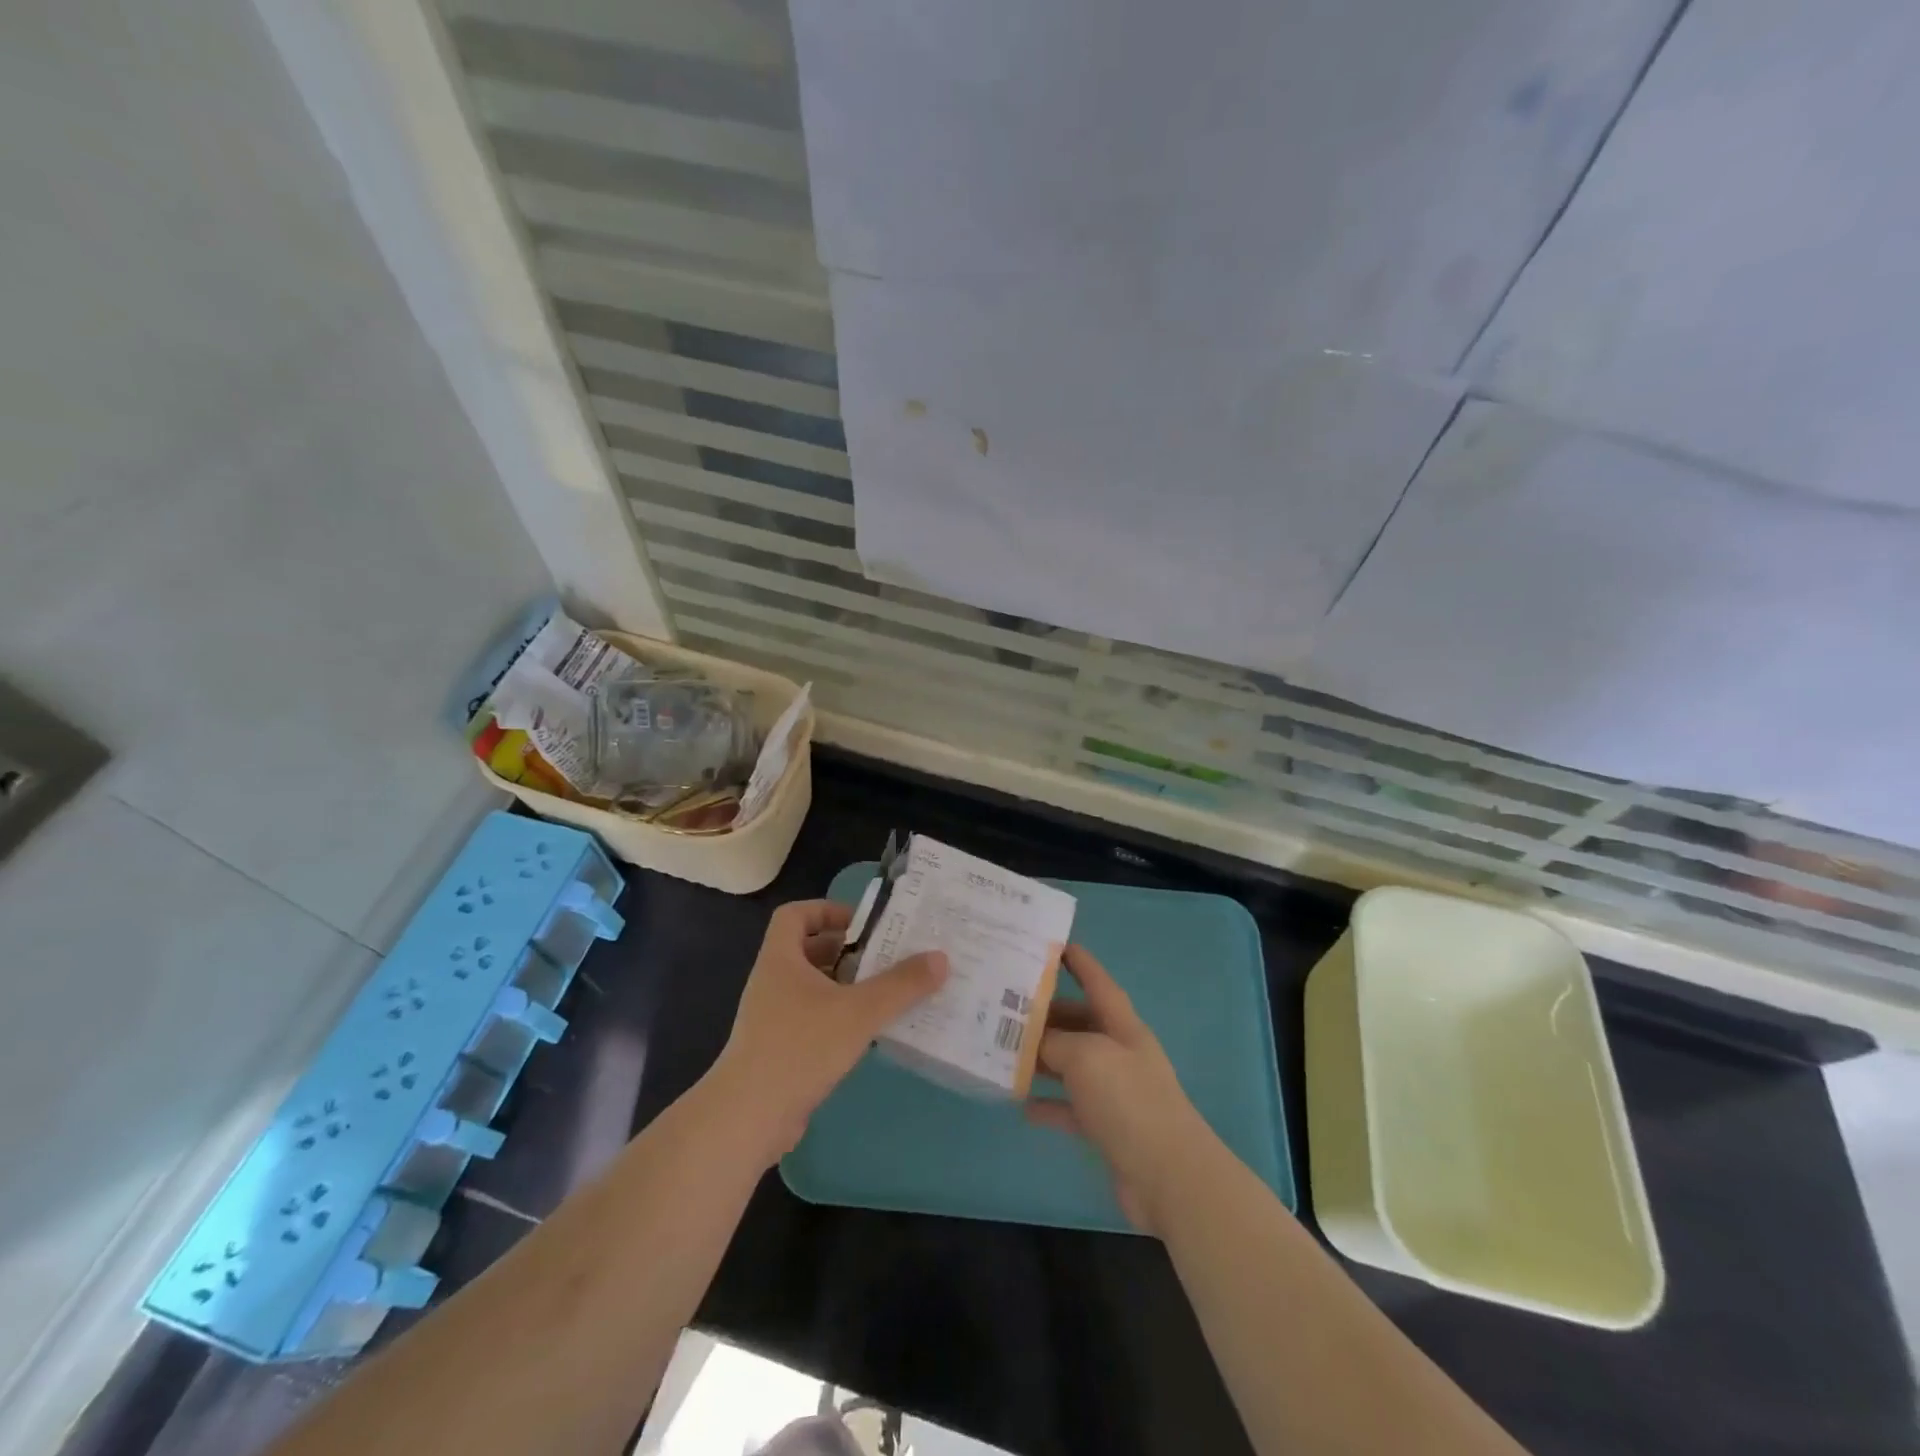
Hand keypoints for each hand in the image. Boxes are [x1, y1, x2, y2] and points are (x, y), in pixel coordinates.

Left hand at [712, 899, 947, 1159]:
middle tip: (885, 956)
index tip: (861, 924)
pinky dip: (839, 1018)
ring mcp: (772, 1018)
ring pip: (813, 988)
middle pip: (808, 951)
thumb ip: (901, 984)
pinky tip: (868, 1033)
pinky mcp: (779, 1050)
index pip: (795, 915)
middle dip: (847, 951)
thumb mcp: (859, 1011)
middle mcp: (773, 982)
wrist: (749, 1117)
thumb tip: (941, 958)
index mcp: (781, 959)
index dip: (826, 910)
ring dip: (846, 986)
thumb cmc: (800, 1047)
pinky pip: (813, 1020)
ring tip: (886, 992)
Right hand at [1025, 945, 1212, 1232]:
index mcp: (1122, 1026)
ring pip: (1071, 1064)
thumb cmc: (1129, 1101)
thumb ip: (1056, 1042)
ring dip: (1042, 1058)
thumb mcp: (1087, 1056)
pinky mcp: (1106, 1128)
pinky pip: (1070, 1107)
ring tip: (1004, 1052)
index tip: (1054, 945)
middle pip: (1079, 1023)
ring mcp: (1114, 1092)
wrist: (1169, 1176)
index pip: (1098, 983)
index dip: (1079, 962)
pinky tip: (1021, 1104)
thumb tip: (1033, 1041)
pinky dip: (1048, 1103)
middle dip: (1047, 1014)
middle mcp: (1119, 1053)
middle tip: (1006, 1007)